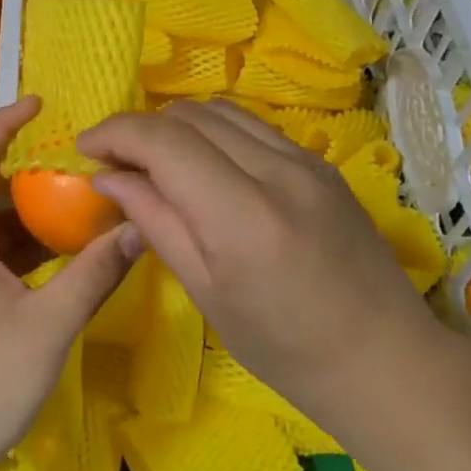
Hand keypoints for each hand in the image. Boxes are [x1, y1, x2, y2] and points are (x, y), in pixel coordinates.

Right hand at [78, 99, 441, 416]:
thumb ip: (155, 222)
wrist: (384, 359)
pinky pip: (251, 126)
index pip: (164, 142)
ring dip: (175, 126)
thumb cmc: (285, 347)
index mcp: (243, 216)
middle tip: (115, 161)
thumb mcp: (207, 292)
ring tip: (154, 160)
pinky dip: (212, 132)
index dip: (116, 133)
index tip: (86, 148)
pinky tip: (203, 164)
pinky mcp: (320, 162)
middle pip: (188, 116)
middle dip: (140, 128)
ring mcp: (305, 160)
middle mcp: (277, 171)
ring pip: (219, 112)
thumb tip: (107, 178)